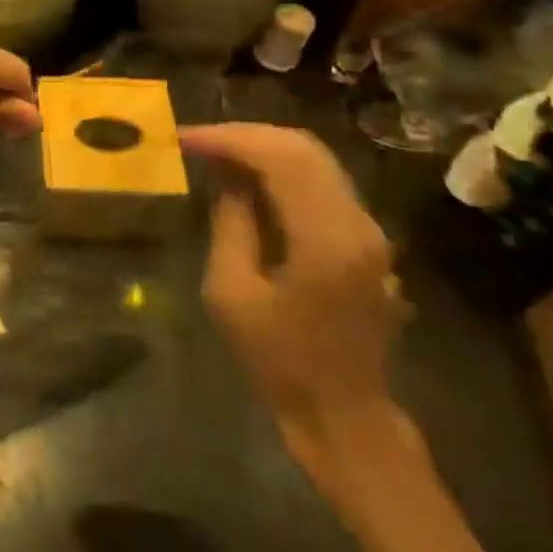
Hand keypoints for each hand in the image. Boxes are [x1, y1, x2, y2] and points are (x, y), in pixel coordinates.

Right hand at [181, 124, 407, 486]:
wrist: (343, 415)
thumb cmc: (279, 362)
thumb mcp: (232, 293)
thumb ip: (231, 224)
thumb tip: (227, 178)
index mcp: (325, 239)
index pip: (278, 159)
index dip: (227, 140)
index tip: (184, 139)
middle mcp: (357, 223)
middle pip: (302, 148)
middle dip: (245, 136)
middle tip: (198, 141)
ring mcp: (368, 230)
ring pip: (314, 160)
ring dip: (263, 149)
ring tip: (217, 154)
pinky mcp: (365, 239)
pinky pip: (321, 182)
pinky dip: (281, 169)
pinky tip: (248, 178)